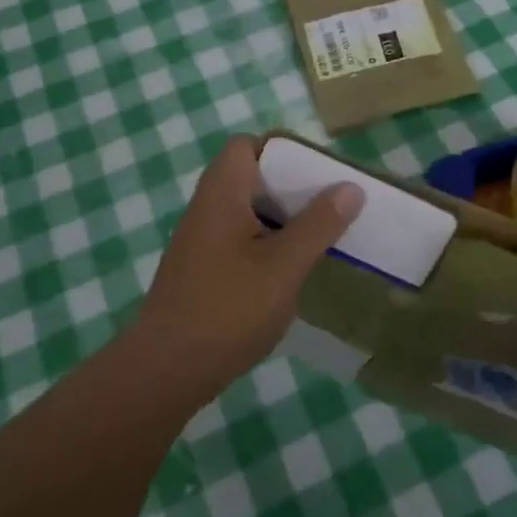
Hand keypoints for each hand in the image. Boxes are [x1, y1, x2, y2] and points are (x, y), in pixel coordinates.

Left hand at [131, 136, 364, 397]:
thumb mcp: (284, 266)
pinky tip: (290, 271)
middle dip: (291, 187)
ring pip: (247, 211)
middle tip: (328, 205)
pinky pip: (239, 240)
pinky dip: (266, 244)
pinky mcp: (201, 270)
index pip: (247, 145)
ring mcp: (201, 241)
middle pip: (251, 177)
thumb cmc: (228, 310)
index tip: (318, 173)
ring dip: (281, 219)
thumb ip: (319, 224)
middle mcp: (206, 208)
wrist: (165, 371)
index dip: (283, 150)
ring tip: (319, 236)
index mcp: (222, 194)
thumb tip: (350, 186)